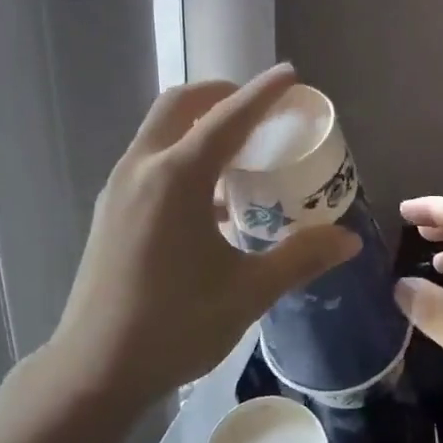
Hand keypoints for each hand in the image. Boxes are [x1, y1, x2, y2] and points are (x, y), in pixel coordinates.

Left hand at [49, 65, 359, 405]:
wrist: (95, 369)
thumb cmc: (175, 326)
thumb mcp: (248, 292)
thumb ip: (300, 258)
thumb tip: (348, 240)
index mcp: (176, 178)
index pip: (228, 118)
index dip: (263, 93)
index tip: (289, 74)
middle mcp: (142, 169)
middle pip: (180, 106)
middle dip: (220, 95)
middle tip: (257, 108)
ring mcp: (118, 189)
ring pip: (159, 133)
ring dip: (197, 126)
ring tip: (237, 151)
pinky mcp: (109, 211)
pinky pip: (148, 162)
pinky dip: (179, 157)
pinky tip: (208, 200)